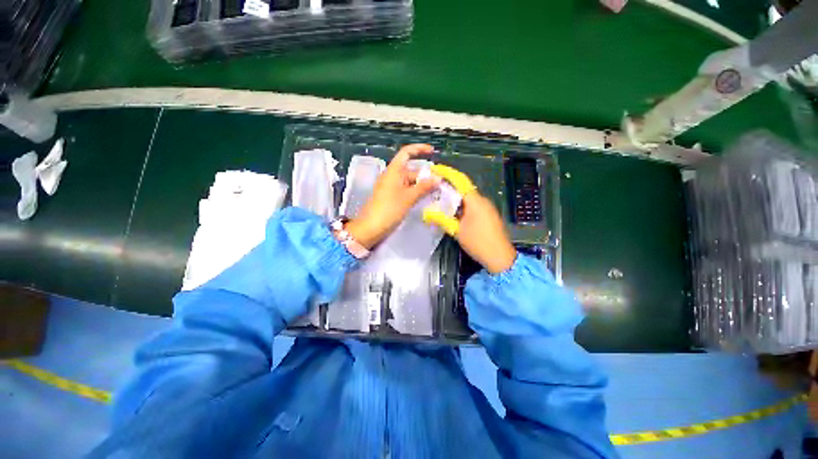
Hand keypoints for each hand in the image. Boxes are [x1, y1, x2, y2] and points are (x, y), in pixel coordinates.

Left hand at [345, 144, 439, 248]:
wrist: (371, 228)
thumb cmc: (389, 209)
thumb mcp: (408, 197)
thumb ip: (424, 187)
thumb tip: (438, 178)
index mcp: (394, 171)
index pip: (406, 153)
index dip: (419, 149)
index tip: (433, 152)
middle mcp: (393, 176)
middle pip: (411, 170)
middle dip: (426, 175)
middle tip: (441, 183)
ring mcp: (392, 188)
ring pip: (410, 182)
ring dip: (423, 185)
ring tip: (438, 191)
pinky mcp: (392, 198)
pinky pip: (407, 191)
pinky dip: (417, 193)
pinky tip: (427, 199)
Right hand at [423, 166, 515, 273]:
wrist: (500, 257)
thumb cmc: (478, 242)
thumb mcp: (457, 231)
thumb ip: (441, 219)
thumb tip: (426, 212)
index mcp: (475, 200)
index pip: (460, 180)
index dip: (447, 173)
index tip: (435, 169)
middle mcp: (482, 200)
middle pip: (463, 188)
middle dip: (448, 185)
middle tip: (433, 187)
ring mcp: (487, 208)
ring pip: (467, 197)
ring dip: (454, 197)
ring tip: (439, 199)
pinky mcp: (488, 215)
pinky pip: (472, 205)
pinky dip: (461, 205)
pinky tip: (452, 211)